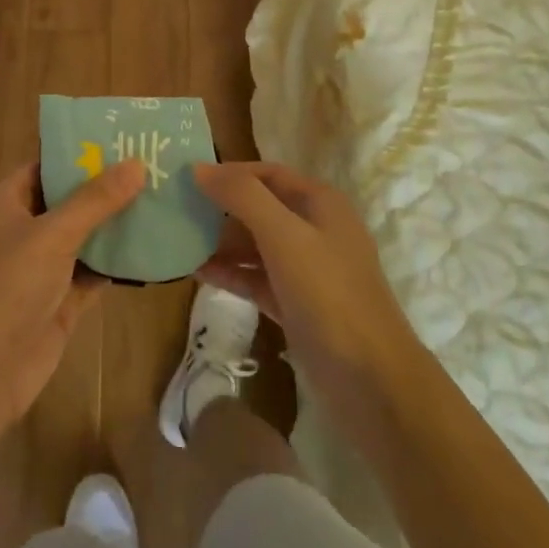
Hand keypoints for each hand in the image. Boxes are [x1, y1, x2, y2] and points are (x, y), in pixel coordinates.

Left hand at [0, 160, 144, 422]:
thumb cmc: (8, 287)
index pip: (46, 165)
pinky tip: (153, 248)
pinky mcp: (58, 300)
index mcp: (5, 202)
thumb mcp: (52, 234)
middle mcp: (21, 229)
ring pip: (83, 237)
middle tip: (155, 167)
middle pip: (69, 200)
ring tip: (162, 199)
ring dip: (115, 225)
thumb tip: (136, 164)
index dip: (82, 153)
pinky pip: (92, 272)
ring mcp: (40, 267)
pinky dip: (116, 263)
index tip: (124, 140)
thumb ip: (96, 200)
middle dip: (107, 188)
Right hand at [193, 162, 422, 414]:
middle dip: (221, 209)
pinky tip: (197, 273)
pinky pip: (256, 278)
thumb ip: (242, 197)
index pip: (268, 173)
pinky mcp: (296, 304)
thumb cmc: (329, 294)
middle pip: (260, 207)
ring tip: (179, 242)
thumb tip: (199, 168)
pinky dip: (230, 273)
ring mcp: (307, 270)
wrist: (371, 380)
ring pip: (256, 245)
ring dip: (221, 242)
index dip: (230, 173)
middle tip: (177, 212)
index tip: (188, 179)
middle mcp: (315, 229)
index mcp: (320, 203)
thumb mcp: (284, 236)